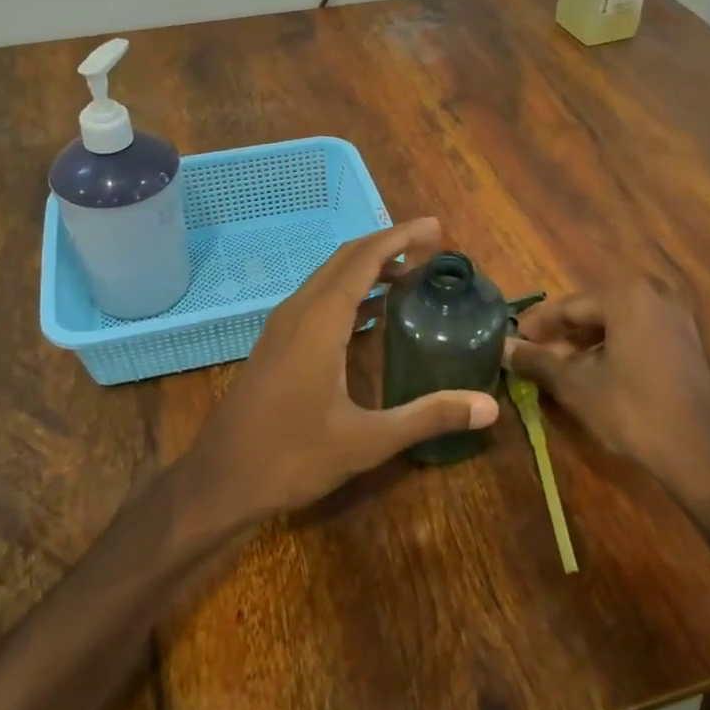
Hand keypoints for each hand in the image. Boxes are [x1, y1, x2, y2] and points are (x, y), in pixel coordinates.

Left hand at [188, 218, 498, 522]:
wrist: (220, 481)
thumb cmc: (292, 456)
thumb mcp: (367, 440)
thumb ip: (428, 417)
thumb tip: (489, 407)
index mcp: (320, 320)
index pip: (364, 258)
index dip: (400, 237)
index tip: (436, 228)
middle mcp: (298, 311)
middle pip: (345, 259)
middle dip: (387, 246)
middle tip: (431, 248)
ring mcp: (281, 326)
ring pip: (328, 278)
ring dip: (367, 268)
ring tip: (409, 275)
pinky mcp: (275, 344)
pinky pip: (317, 300)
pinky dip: (348, 292)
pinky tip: (371, 316)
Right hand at [503, 281, 709, 539]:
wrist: (702, 452)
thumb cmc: (632, 409)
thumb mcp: (576, 385)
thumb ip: (537, 361)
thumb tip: (503, 348)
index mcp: (625, 296)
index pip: (568, 306)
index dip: (537, 325)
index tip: (513, 340)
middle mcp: (653, 295)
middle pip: (593, 311)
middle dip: (562, 334)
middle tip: (533, 354)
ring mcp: (676, 318)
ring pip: (616, 324)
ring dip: (586, 344)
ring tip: (559, 368)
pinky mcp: (688, 343)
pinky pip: (639, 335)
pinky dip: (613, 349)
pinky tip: (595, 374)